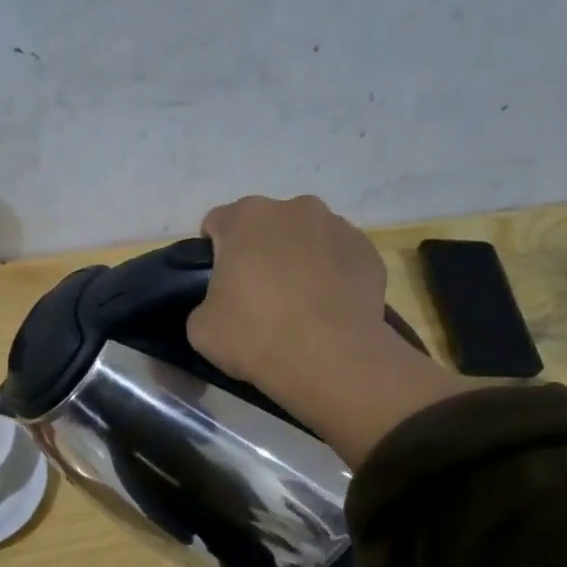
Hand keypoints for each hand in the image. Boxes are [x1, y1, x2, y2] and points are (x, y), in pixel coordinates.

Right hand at [188, 195, 468, 467]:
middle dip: (258, 251)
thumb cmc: (255, 336)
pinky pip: (338, 257)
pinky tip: (326, 307)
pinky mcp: (367, 250)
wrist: (329, 359)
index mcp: (245, 218)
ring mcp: (337, 225)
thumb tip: (221, 303)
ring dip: (296, 259)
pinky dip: (330, 274)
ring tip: (297, 303)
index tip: (217, 285)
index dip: (213, 254)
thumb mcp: (200, 327)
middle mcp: (293, 208)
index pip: (216, 224)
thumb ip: (204, 301)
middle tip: (256, 295)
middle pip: (265, 225)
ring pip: (304, 237)